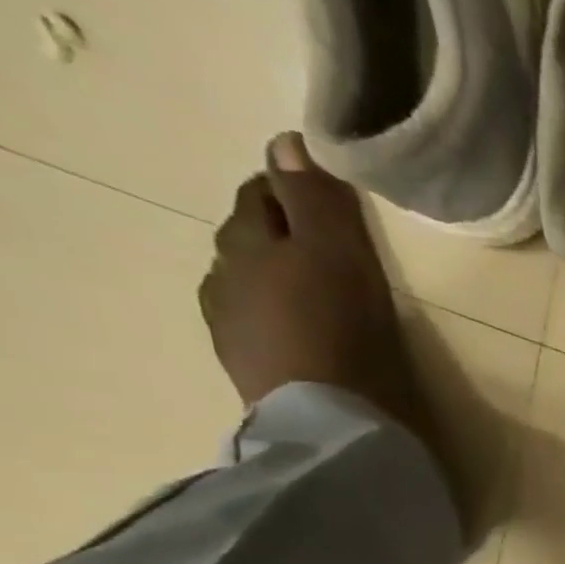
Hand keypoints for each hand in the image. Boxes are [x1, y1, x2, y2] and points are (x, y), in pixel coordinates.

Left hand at [199, 135, 407, 414]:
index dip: (292, 190)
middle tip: (329, 245)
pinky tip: (304, 333)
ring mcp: (231, 327)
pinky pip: (261, 328)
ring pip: (251, 285)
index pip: (263, 196)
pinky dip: (280, 320)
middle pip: (250, 239)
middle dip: (281, 233)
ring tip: (318, 293)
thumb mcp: (339, 255)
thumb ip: (314, 200)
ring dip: (278, 280)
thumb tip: (285, 142)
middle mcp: (224, 277)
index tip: (328, 198)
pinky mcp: (251, 370)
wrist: (330, 421)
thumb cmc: (340, 330)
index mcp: (246, 242)